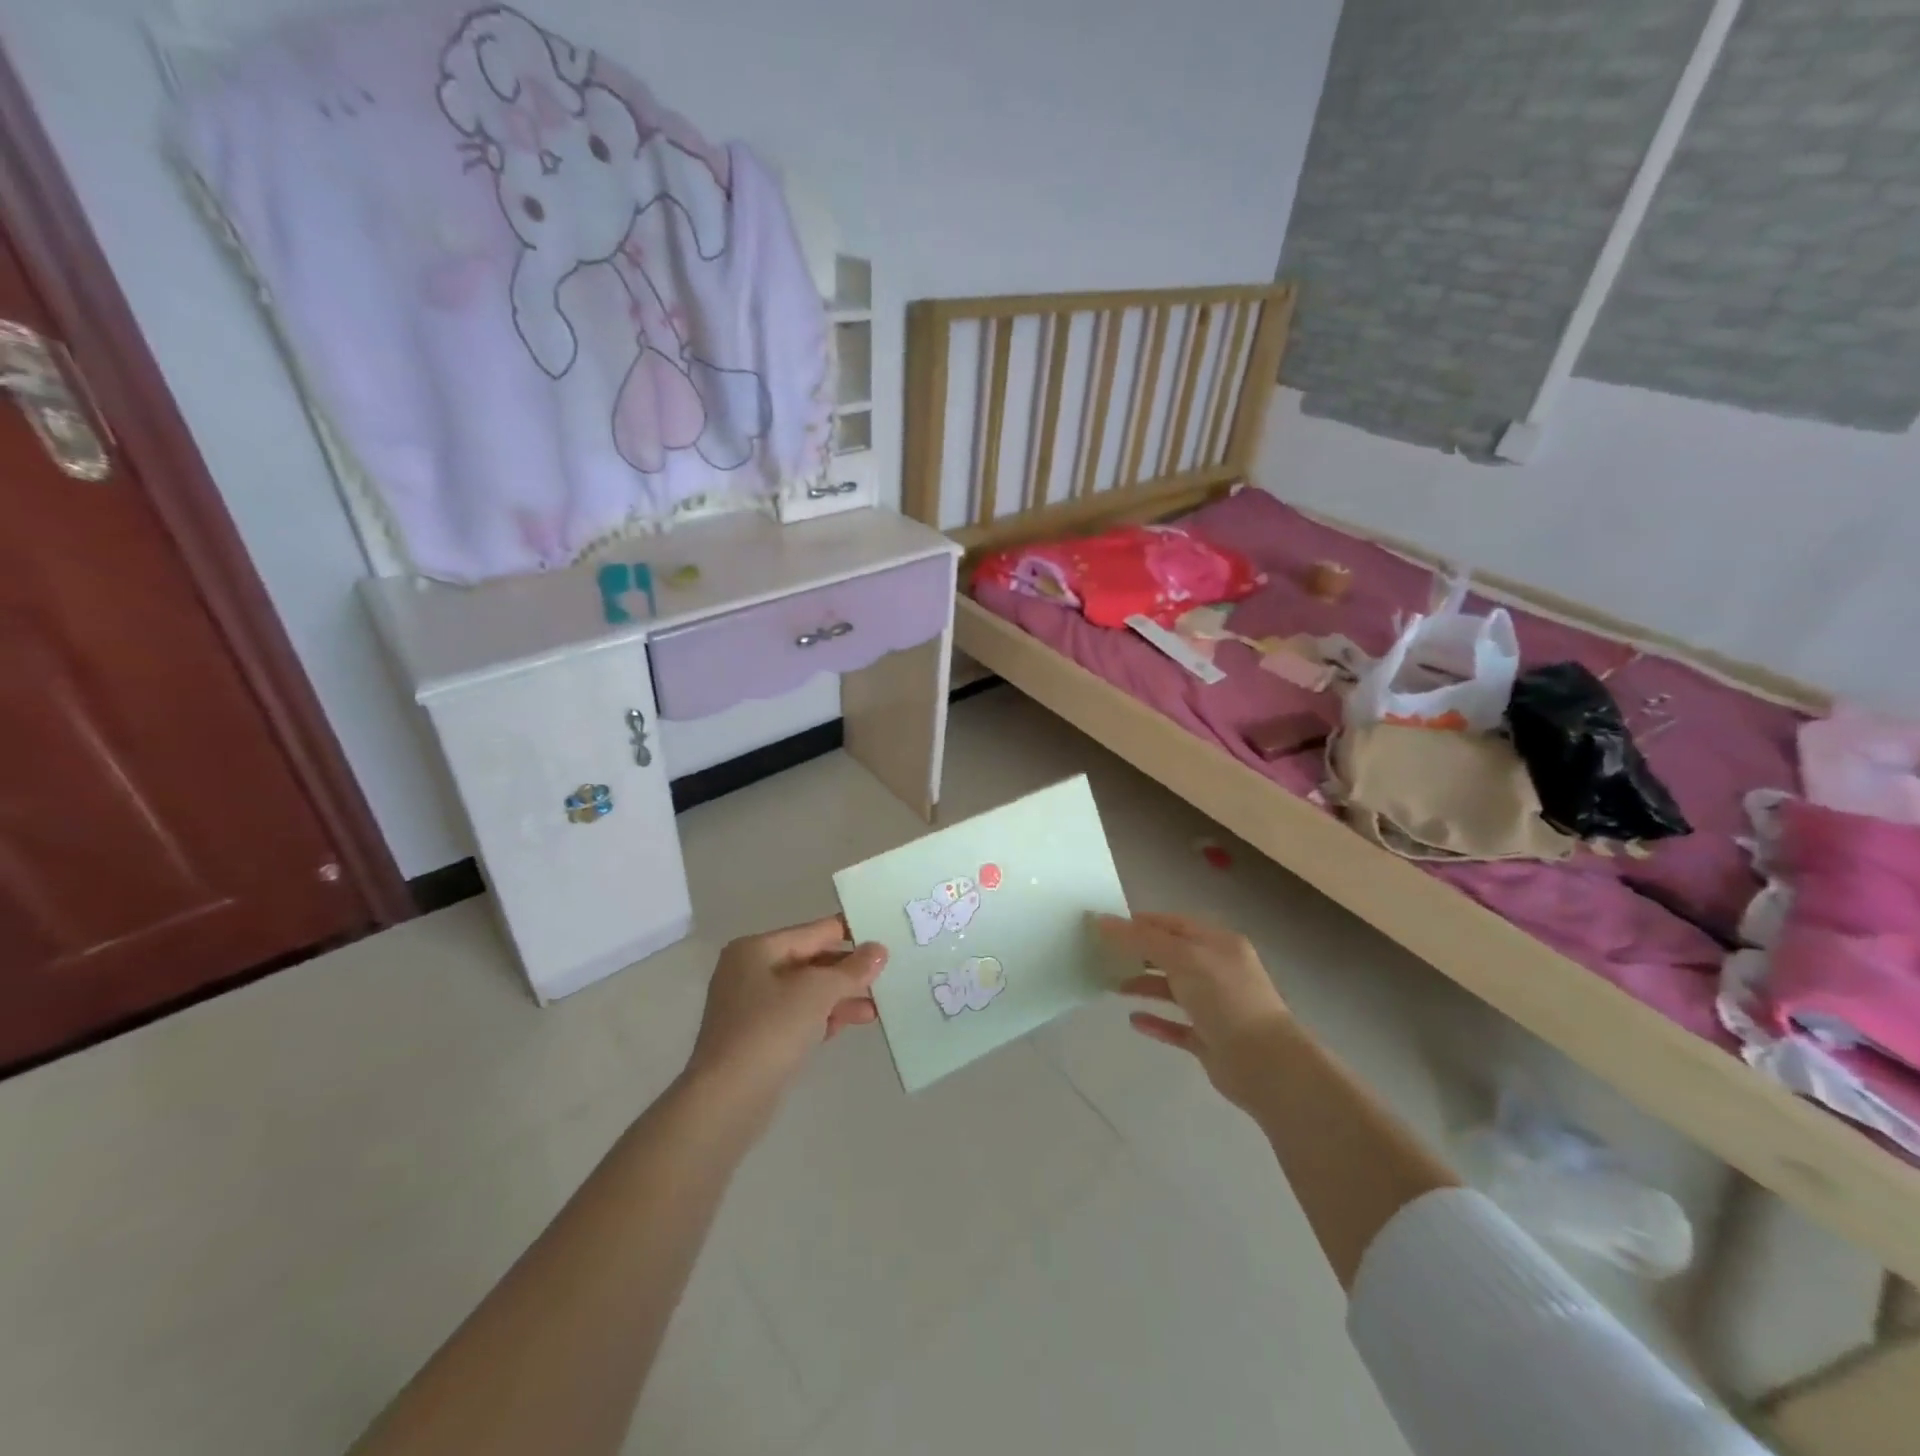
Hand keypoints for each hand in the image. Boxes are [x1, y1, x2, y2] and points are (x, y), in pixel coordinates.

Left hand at [684, 916, 886, 1107]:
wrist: (726, 1101)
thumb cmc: (770, 1031)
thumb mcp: (817, 992)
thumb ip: (851, 969)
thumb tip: (878, 949)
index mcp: (757, 949)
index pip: (814, 932)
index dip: (851, 934)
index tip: (886, 938)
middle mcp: (749, 971)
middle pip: (810, 961)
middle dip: (847, 972)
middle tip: (886, 977)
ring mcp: (750, 1007)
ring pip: (806, 992)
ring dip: (840, 997)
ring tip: (875, 1009)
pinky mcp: (756, 1038)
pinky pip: (797, 1017)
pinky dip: (823, 1018)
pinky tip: (851, 1024)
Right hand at [1098, 912, 1292, 1112]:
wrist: (1265, 1064)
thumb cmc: (1225, 998)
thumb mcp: (1182, 958)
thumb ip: (1142, 939)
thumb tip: (1102, 920)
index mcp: (1218, 943)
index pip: (1173, 924)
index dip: (1141, 922)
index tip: (1106, 927)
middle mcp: (1218, 970)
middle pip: (1171, 954)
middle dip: (1139, 953)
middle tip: (1103, 955)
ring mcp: (1215, 1006)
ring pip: (1173, 989)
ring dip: (1144, 984)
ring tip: (1111, 986)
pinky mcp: (1210, 1039)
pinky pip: (1177, 1026)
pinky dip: (1156, 1021)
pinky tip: (1134, 1020)